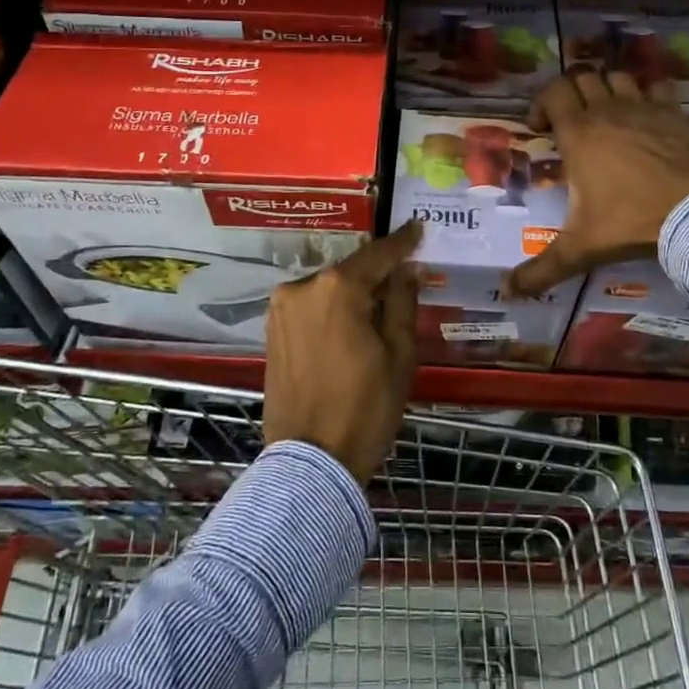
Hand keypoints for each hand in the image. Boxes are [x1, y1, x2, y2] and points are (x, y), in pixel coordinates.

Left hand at [264, 219, 422, 484]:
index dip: (401, 242)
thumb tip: (406, 270)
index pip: (377, 255)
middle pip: (350, 271)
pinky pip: (310, 305)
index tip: (417, 228)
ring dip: (352, 293)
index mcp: (338, 288)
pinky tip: (349, 325)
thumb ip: (402, 302)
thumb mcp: (399, 354)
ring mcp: (281, 308)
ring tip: (378, 309)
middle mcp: (303, 287)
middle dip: (376, 274)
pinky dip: (331, 308)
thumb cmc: (365, 407)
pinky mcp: (272, 329)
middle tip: (403, 279)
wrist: (311, 460)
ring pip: (329, 288)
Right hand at [507, 69, 688, 296]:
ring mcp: (645, 107)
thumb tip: (508, 292)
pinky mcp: (675, 112)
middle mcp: (608, 111)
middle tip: (569, 120)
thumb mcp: (581, 248)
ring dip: (605, 87)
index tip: (540, 129)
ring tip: (605, 114)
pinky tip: (647, 114)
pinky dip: (646, 92)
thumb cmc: (632, 222)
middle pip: (582, 77)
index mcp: (579, 133)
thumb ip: (542, 269)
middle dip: (570, 92)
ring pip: (617, 76)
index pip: (552, 92)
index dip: (541, 103)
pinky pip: (656, 87)